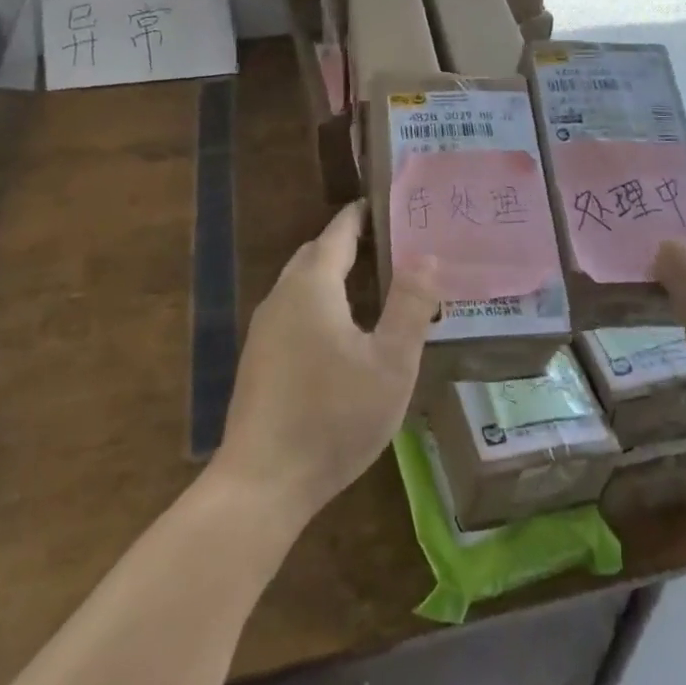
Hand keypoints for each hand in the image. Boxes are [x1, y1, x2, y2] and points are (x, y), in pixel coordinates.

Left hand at [214, 202, 440, 526]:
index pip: (339, 232)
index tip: (389, 203)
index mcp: (312, 286)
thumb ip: (411, 305)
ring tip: (374, 281)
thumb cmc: (334, 416)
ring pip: (302, 283)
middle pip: (317, 253)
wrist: (263, 482)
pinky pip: (294, 309)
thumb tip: (427, 257)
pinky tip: (343, 330)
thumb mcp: (390, 363)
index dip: (363, 214)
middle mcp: (282, 296)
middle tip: (393, 242)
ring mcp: (264, 328)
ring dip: (334, 273)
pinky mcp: (258, 357)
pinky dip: (320, 300)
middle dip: (350, 241)